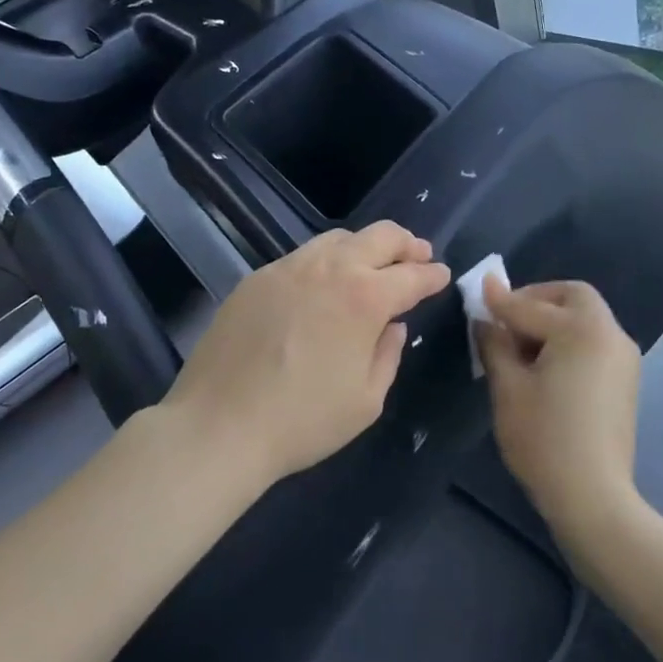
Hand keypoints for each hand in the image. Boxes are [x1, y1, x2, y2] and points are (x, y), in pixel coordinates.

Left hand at [161, 221, 450, 491]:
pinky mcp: (256, 279)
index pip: (412, 275)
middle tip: (418, 255)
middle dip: (406, 243)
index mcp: (365, 298)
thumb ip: (388, 356)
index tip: (442, 275)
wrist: (219, 425)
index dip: (433, 275)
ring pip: (337, 238)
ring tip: (372, 264)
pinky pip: (302, 256)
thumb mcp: (366, 401)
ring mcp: (288, 269)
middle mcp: (329, 270)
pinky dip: (325, 261)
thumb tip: (393, 327)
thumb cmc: (303, 421)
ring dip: (365, 246)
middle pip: (379, 236)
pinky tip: (323, 284)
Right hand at [478, 278, 643, 541]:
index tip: (478, 290)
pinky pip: (594, 342)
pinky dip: (569, 340)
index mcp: (582, 330)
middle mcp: (610, 334)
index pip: (531, 306)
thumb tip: (485, 319)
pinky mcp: (626, 380)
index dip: (500, 300)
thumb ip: (495, 344)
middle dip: (537, 299)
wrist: (592, 495)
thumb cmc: (543, 438)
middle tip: (506, 318)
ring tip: (520, 347)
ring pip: (586, 319)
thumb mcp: (508, 387)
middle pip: (573, 297)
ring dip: (553, 320)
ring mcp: (624, 357)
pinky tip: (545, 366)